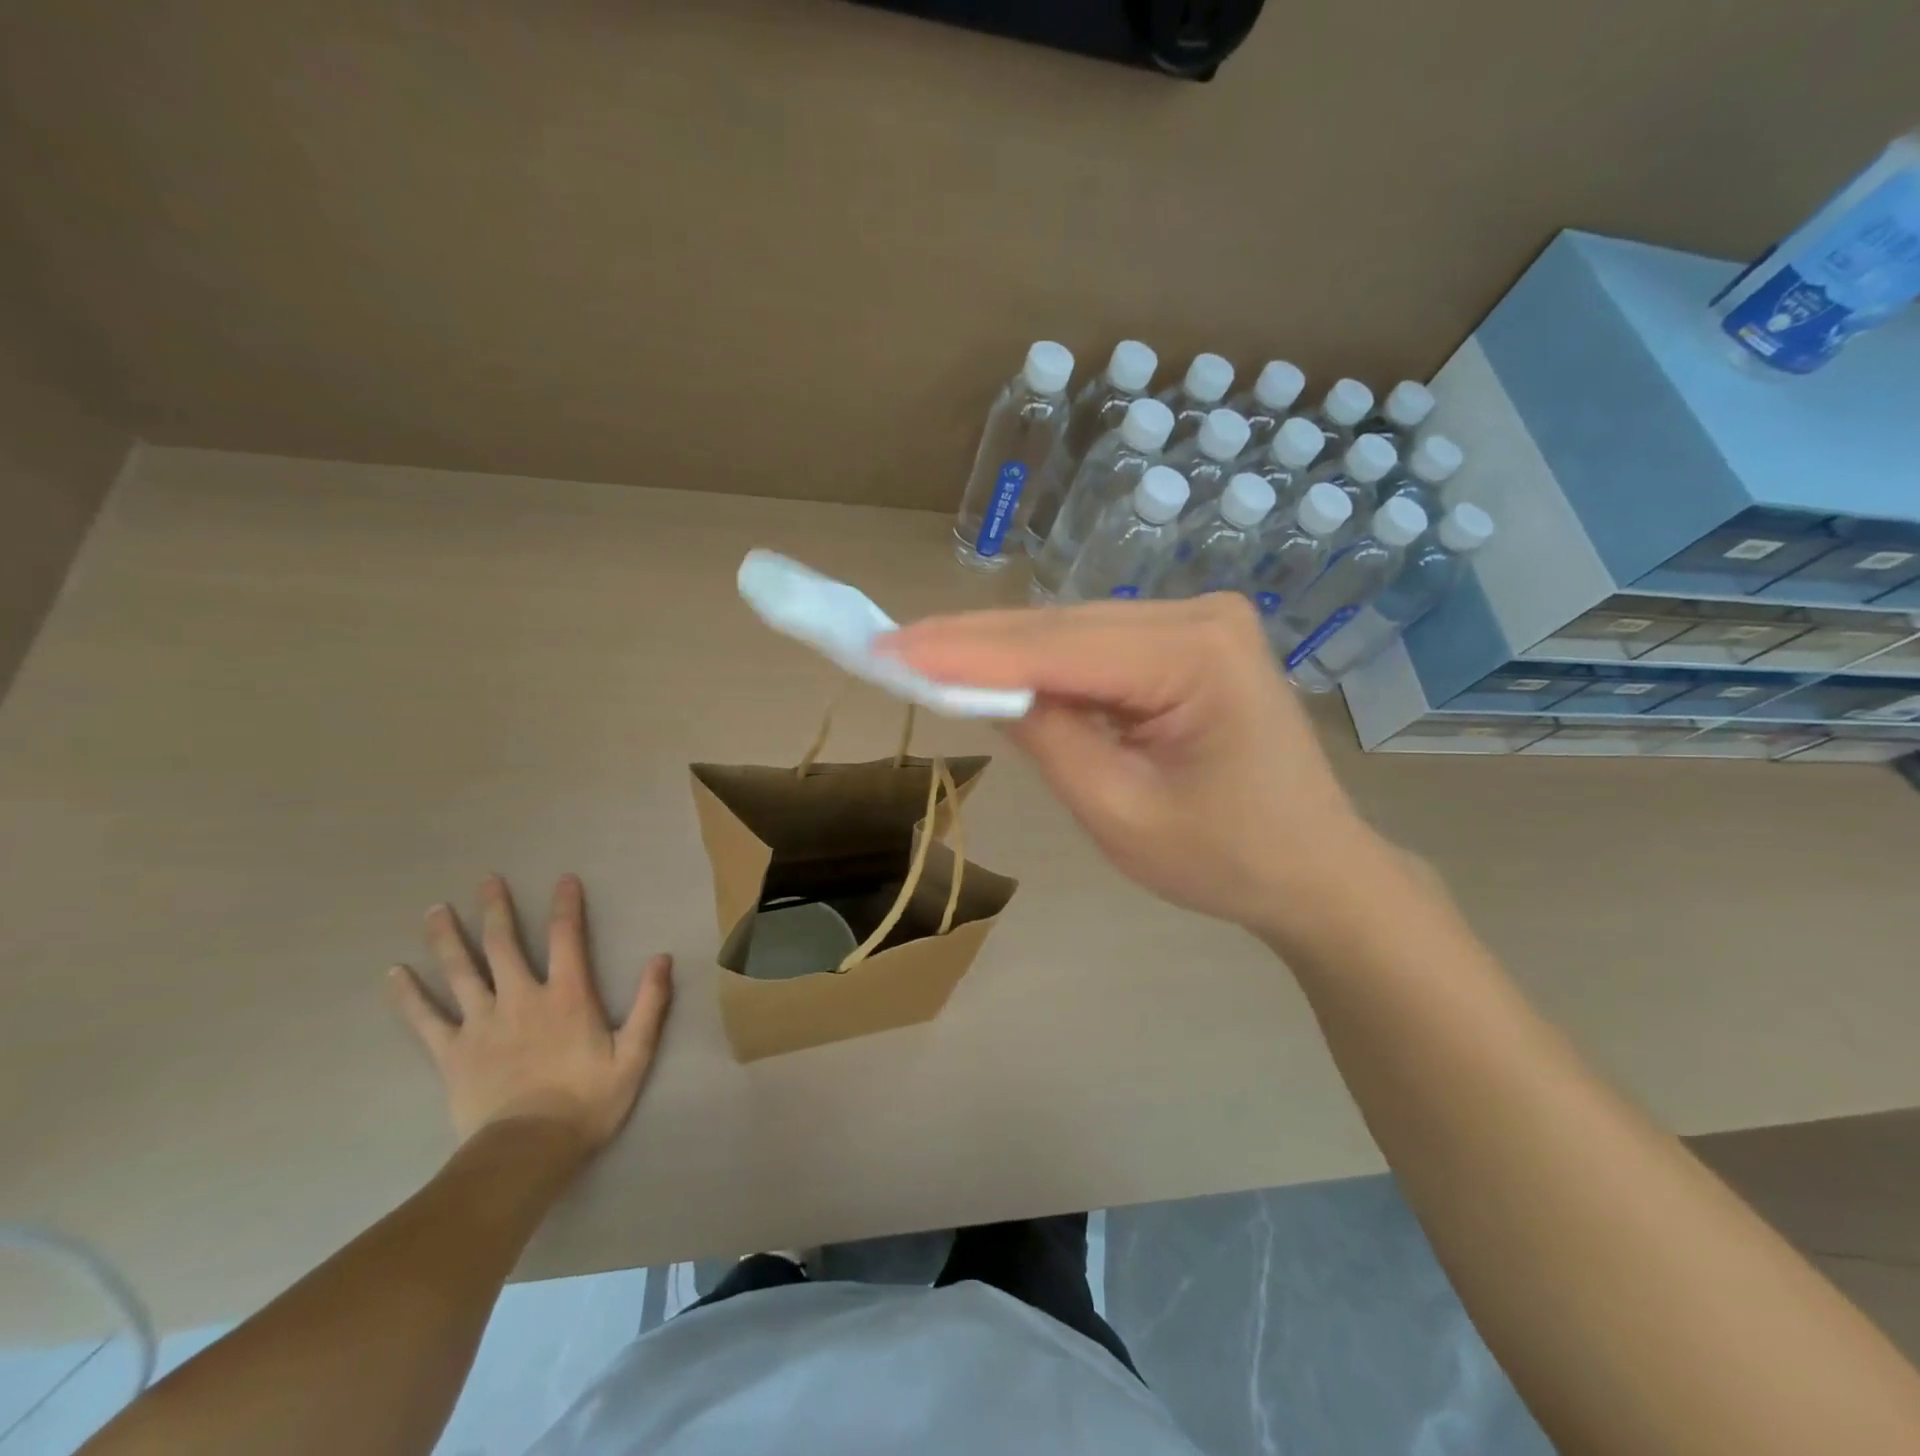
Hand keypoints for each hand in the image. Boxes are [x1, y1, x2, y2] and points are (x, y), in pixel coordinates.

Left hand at [387, 874, 672, 1150]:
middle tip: (487, 880)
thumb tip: (662, 958)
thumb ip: (650, 1003)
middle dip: (496, 909)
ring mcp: (481, 1023)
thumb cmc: (587, 1101)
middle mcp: (521, 998)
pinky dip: (408, 995)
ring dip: (448, 938)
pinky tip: (394, 974)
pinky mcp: (452, 1052)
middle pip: (503, 945)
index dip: (566, 906)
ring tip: (435, 910)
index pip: (566, 938)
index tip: (564, 879)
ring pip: (461, 971)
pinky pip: (425, 1019)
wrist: (528, 1151)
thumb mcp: (634, 1053)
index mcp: (567, 996)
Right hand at [885, 595, 1391, 938]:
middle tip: (890, 646)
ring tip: (925, 656)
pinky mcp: (1190, 639)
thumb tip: (980, 686)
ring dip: (1000, 648)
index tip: (886, 649)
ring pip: (1073, 629)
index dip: (964, 650)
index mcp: (1196, 656)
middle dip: (972, 642)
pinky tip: (993, 668)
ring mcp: (1200, 620)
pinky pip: (1098, 644)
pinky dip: (1042, 661)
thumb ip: (1047, 738)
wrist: (1315, 868)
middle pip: (1060, 626)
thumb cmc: (1225, 859)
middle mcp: (1200, 615)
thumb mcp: (1119, 812)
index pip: (1055, 647)